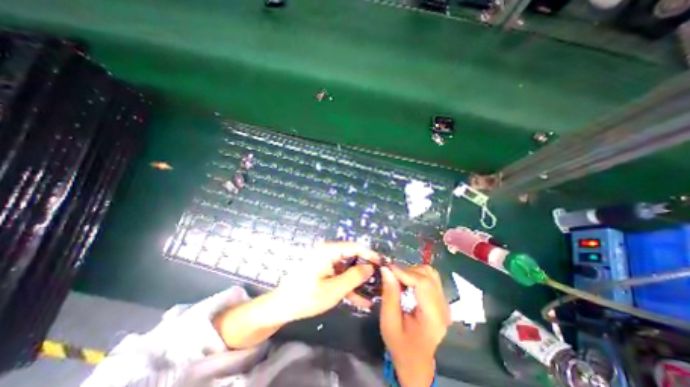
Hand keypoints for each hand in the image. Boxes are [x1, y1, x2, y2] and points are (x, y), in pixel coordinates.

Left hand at [276, 243, 379, 321]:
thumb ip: (353, 277)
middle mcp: (327, 252)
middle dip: (365, 268)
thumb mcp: (333, 290)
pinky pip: (340, 274)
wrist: (281, 307)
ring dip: (358, 280)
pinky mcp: (324, 270)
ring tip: (374, 292)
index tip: (382, 263)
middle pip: (352, 256)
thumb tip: (370, 267)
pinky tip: (361, 300)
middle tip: (380, 279)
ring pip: (348, 267)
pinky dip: (349, 285)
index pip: (354, 246)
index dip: (369, 254)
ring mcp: (325, 261)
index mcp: (328, 251)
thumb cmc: (305, 297)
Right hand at [380, 265, 449, 385]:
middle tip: (391, 277)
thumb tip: (386, 270)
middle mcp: (443, 307)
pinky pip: (430, 279)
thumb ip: (389, 295)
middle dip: (407, 271)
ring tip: (399, 280)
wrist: (416, 363)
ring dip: (412, 272)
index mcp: (433, 316)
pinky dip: (416, 275)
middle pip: (428, 275)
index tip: (387, 268)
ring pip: (430, 273)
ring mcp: (444, 303)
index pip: (423, 283)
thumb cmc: (401, 347)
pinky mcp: (441, 301)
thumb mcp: (389, 323)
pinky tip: (407, 284)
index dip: (404, 272)